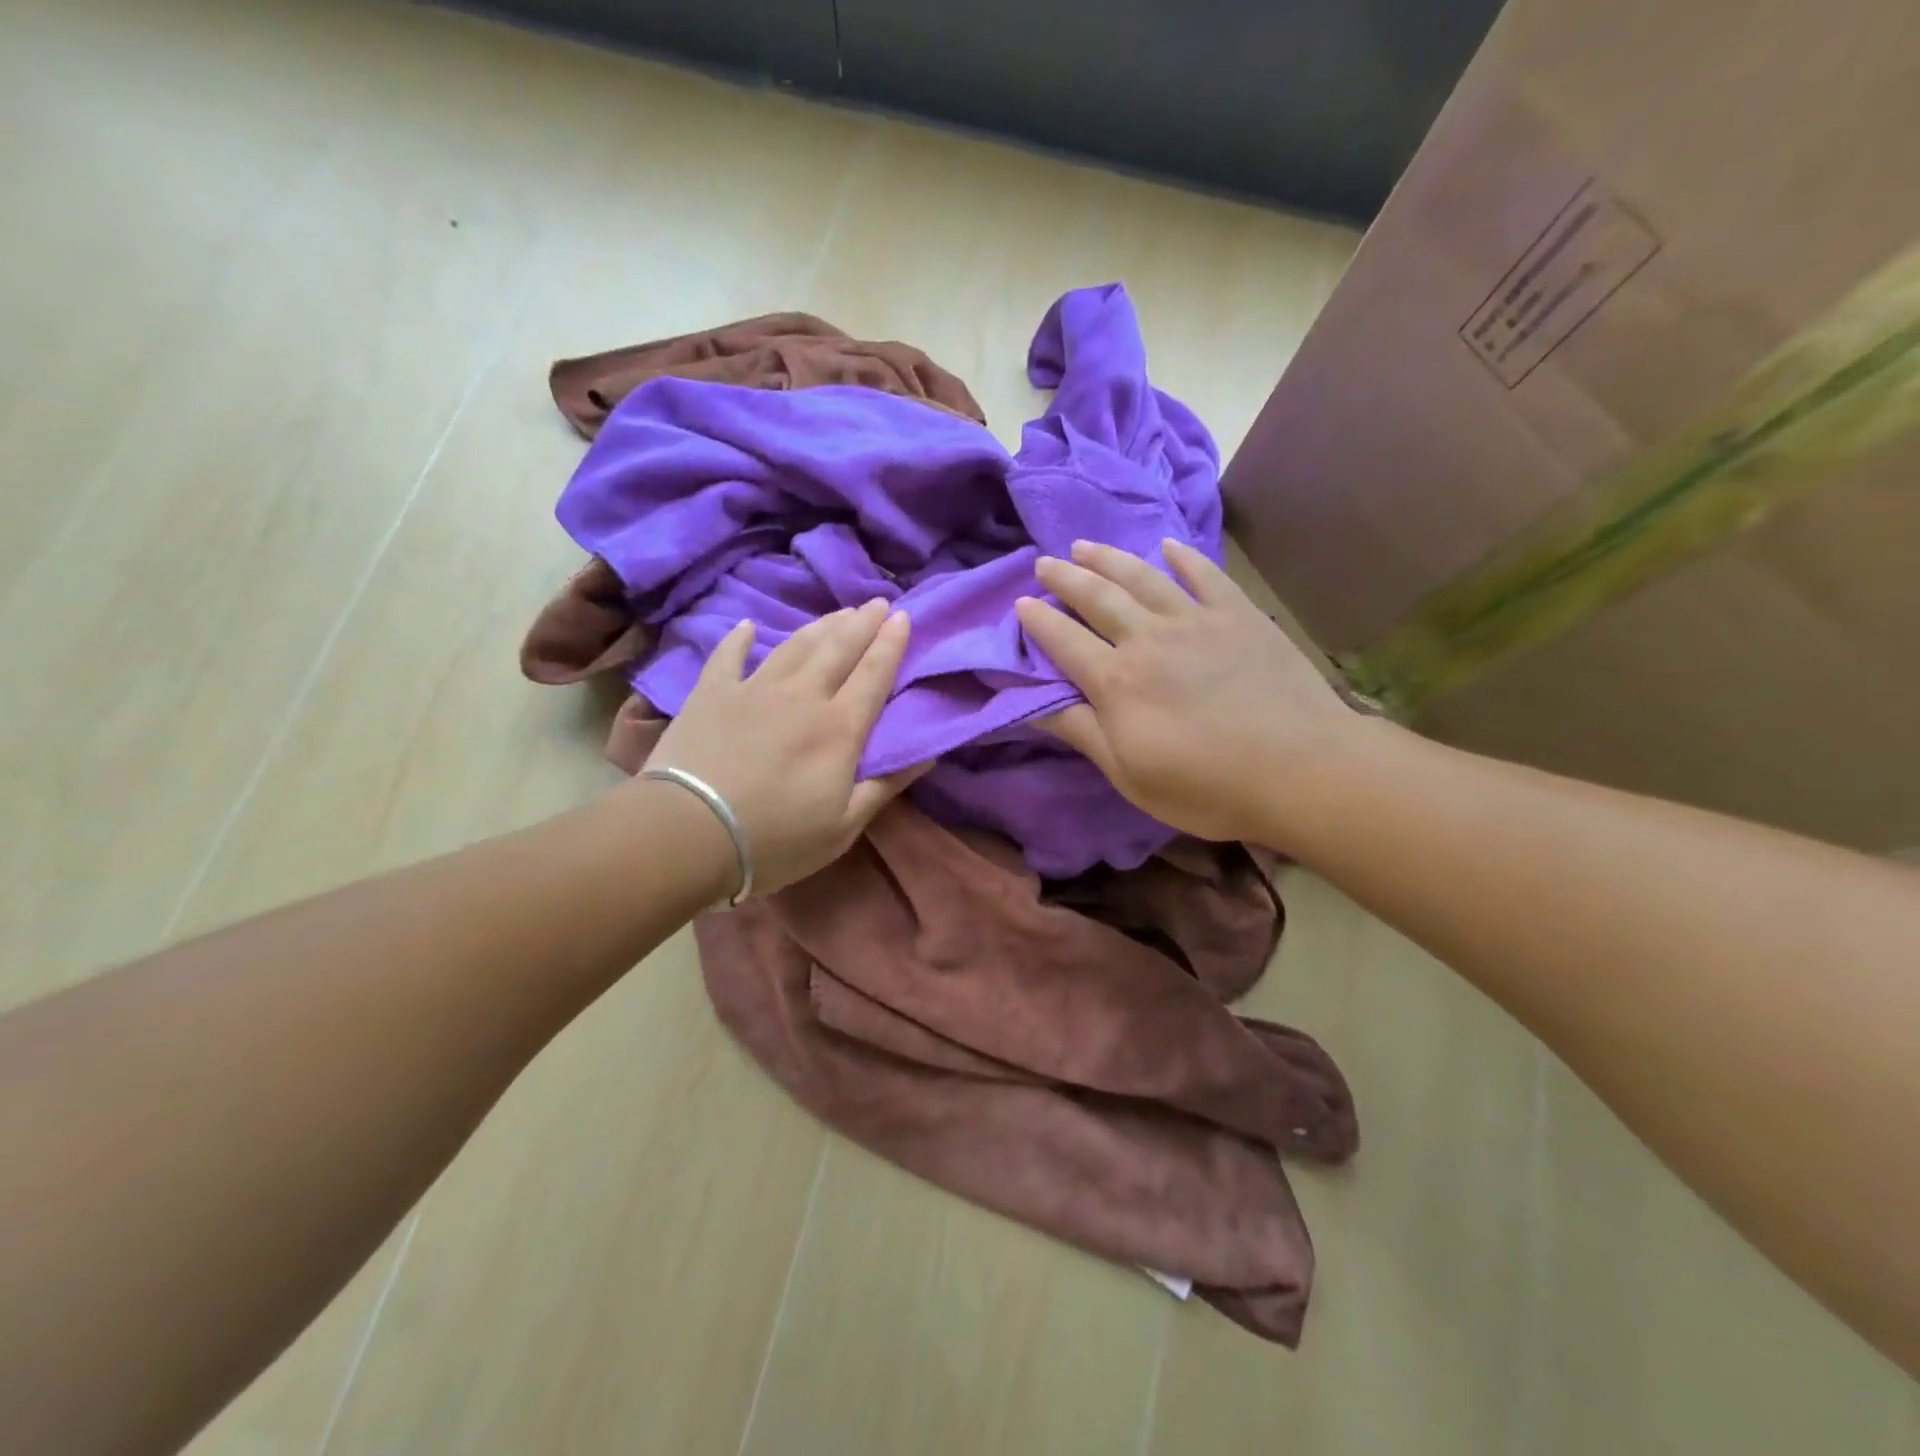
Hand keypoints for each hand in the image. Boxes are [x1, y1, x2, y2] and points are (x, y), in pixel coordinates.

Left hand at [636, 600, 925, 895]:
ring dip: (820, 625)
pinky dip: (739, 639)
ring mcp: (754, 689)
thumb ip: (885, 785)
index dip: (891, 644)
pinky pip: (728, 656)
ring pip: (795, 646)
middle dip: (863, 622)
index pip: (874, 675)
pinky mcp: (711, 693)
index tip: (904, 617)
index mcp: (839, 728)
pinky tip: (747, 627)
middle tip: (879, 601)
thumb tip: (928, 754)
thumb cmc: (775, 839)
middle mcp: (803, 696)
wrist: (688, 832)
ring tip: (838, 611)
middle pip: (839, 649)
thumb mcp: (843, 826)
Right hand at [1015, 539, 1356, 845]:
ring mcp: (1196, 621)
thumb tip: (1031, 705)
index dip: (1039, 621)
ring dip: (1110, 559)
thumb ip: (1080, 732)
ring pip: (1143, 578)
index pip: (1065, 641)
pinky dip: (1184, 558)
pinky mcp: (1239, 616)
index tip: (1020, 603)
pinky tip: (1168, 547)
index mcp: (1117, 681)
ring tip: (1085, 546)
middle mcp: (1149, 639)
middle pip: (1098, 599)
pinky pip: (1205, 576)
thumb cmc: (1206, 786)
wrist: (1301, 769)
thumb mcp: (1128, 774)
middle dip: (1066, 578)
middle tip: (1045, 563)